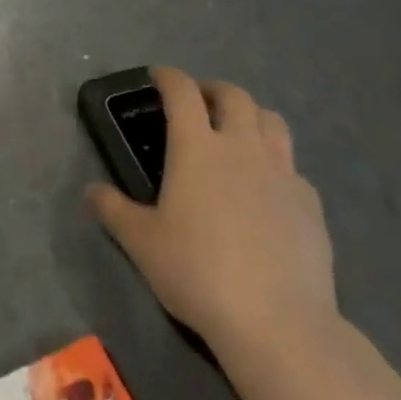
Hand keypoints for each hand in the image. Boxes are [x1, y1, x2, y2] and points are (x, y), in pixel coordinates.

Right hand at [87, 67, 335, 356]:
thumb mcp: (141, 243)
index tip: (157, 76)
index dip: (168, 77)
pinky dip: (276, 162)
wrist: (279, 323)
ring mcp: (282, 174)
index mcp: (197, 148)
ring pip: (272, 121)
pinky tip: (266, 187)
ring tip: (236, 131)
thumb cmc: (198, 272)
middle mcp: (241, 148)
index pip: (182, 92)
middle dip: (213, 90)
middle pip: (234, 96)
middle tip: (198, 103)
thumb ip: (113, 210)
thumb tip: (90, 192)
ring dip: (250, 115)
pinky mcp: (310, 204)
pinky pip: (293, 167)